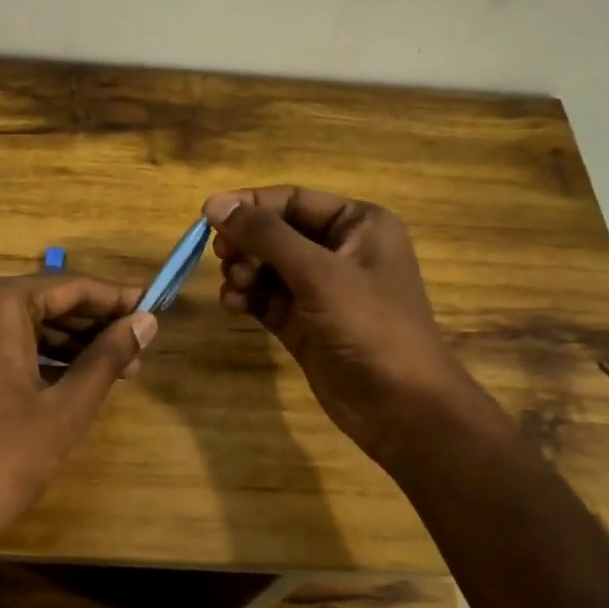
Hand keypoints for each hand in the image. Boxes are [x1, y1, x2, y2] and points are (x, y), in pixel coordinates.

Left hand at [0, 274, 156, 587]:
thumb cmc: (0, 459)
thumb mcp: (65, 408)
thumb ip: (108, 356)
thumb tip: (146, 321)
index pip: (67, 287)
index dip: (114, 300)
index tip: (151, 309)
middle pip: (40, 301)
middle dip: (90, 326)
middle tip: (136, 349)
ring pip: (16, 322)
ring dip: (63, 342)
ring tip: (115, 367)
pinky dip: (29, 353)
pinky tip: (69, 374)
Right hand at [204, 187, 466, 470]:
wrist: (401, 407)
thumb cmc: (369, 326)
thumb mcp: (318, 273)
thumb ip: (266, 236)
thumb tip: (215, 204)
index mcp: (358, 224)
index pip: (293, 200)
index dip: (250, 204)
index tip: (207, 216)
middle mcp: (340, 250)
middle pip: (276, 232)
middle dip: (246, 243)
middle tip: (222, 257)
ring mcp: (322, 289)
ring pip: (267, 266)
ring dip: (244, 272)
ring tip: (235, 288)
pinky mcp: (305, 322)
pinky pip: (267, 298)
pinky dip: (248, 298)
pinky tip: (234, 306)